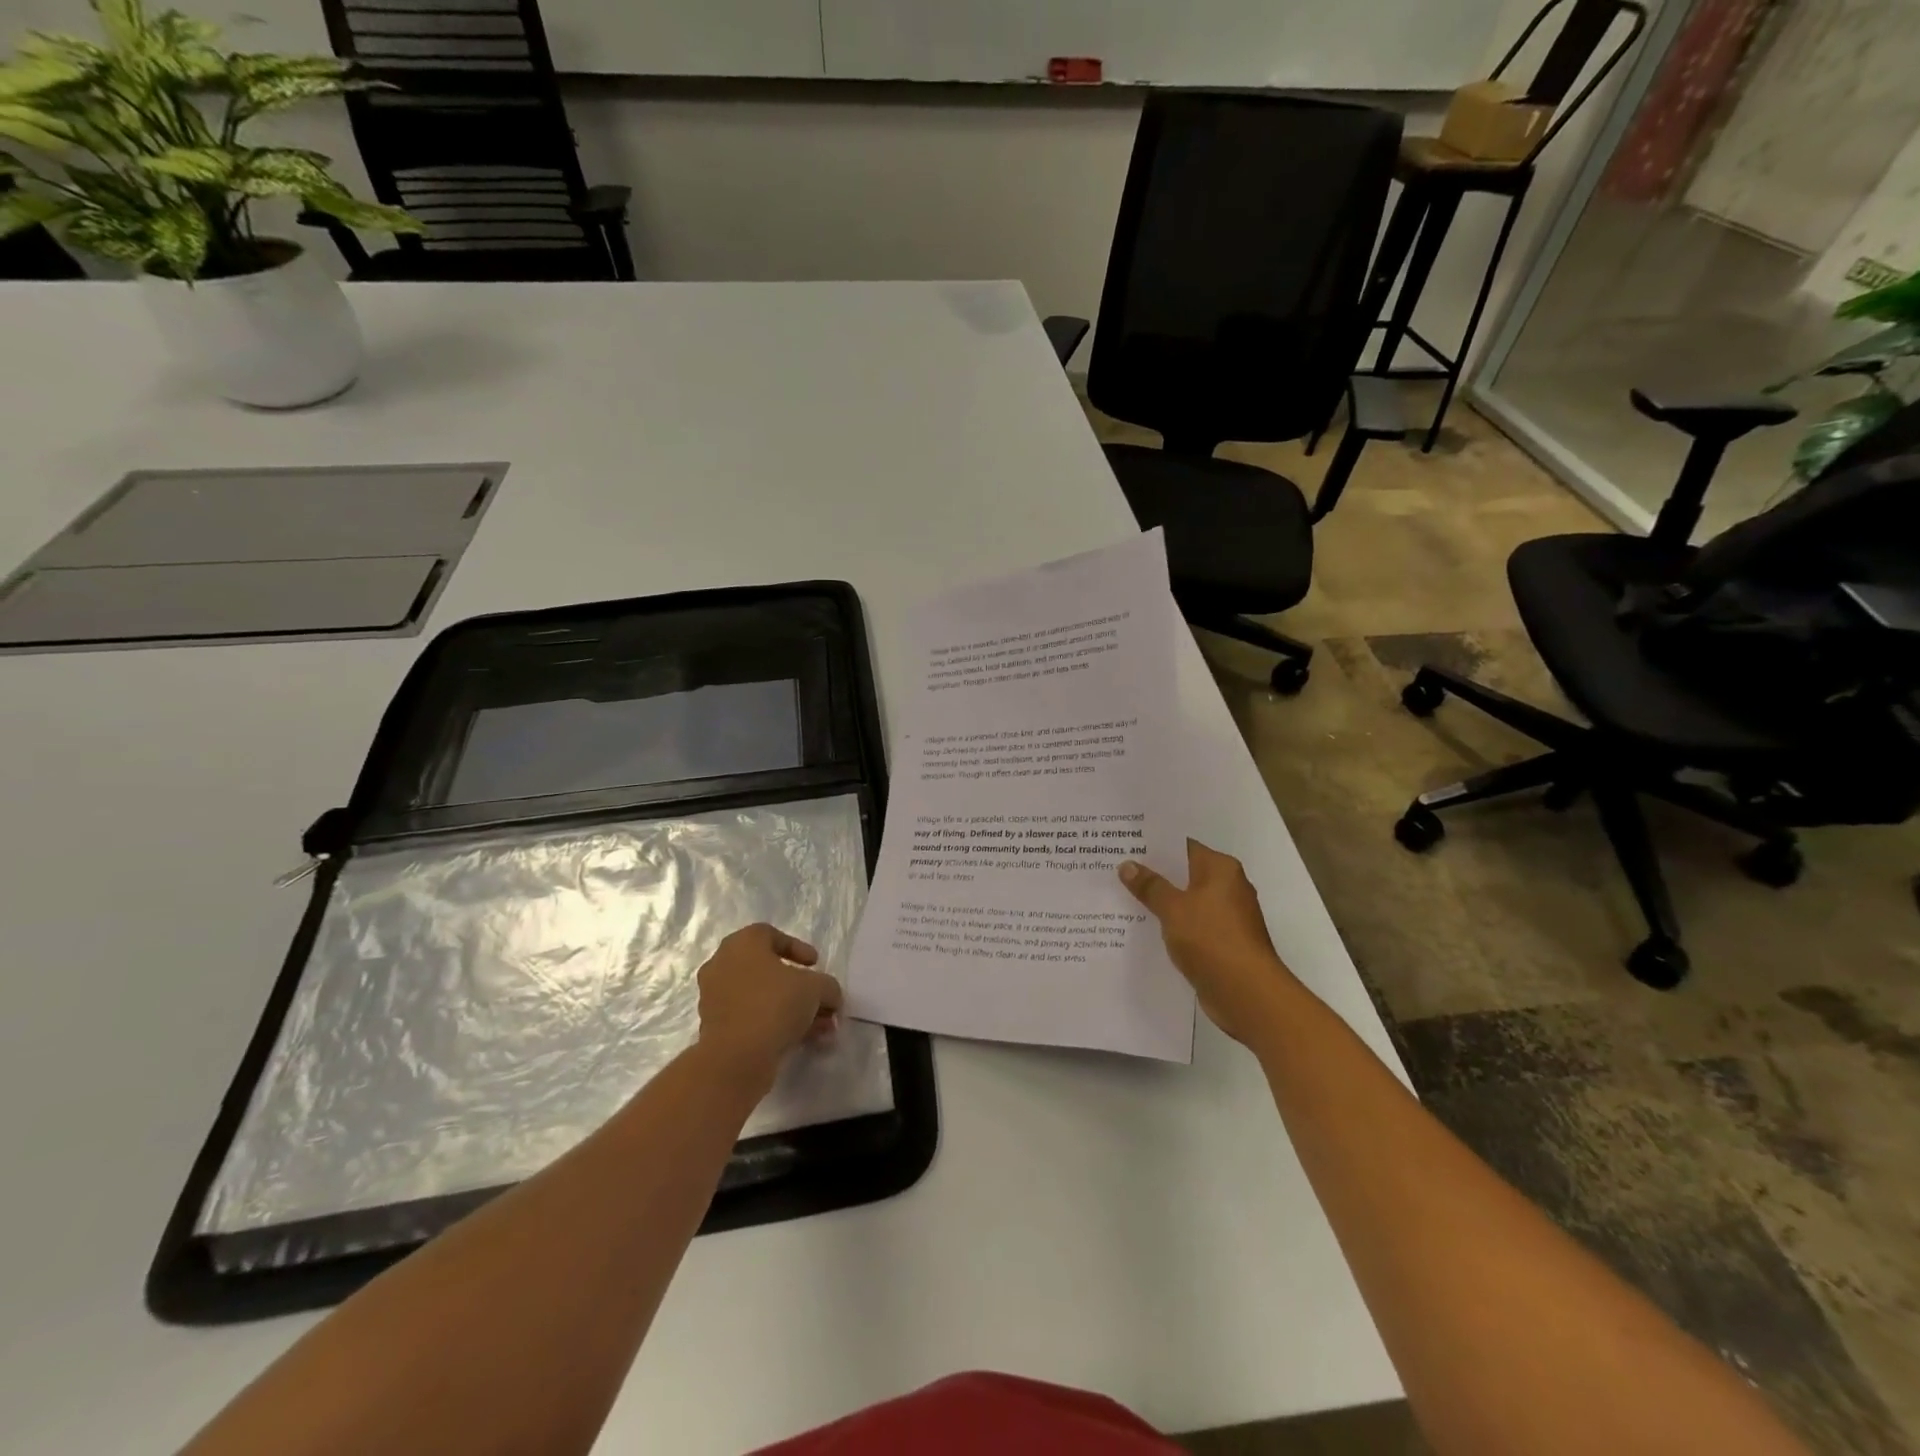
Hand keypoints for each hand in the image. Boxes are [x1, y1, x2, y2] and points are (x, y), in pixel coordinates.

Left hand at [695, 924, 844, 1084]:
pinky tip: (801, 1040)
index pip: (770, 935)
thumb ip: (827, 987)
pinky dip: (773, 1024)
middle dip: (798, 986)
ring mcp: (714, 997)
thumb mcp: (816, 988)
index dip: (797, 948)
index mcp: (742, 944)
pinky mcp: (713, 1027)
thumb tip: (830, 996)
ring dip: (790, 1009)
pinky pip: (749, 1018)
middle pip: (766, 969)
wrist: (736, 1057)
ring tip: (819, 1028)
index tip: (815, 964)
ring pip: (760, 997)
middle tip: (819, 999)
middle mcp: (722, 965)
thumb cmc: (775, 1004)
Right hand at [1120, 840, 1297, 1045]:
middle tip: (1116, 870)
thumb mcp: (1173, 908)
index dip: (1154, 846)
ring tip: (1122, 898)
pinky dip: (1171, 926)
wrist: (1248, 994)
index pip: (1183, 847)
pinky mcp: (1222, 943)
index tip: (1125, 845)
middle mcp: (1228, 887)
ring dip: (1160, 903)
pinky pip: (1190, 926)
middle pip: (1184, 874)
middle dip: (1153, 874)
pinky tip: (1144, 929)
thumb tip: (1127, 865)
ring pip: (1185, 901)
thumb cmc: (1212, 939)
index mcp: (1221, 869)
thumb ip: (1150, 886)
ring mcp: (1227, 917)